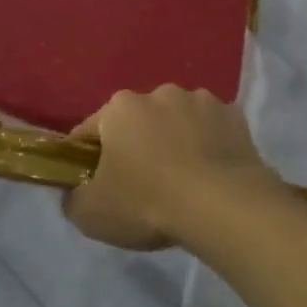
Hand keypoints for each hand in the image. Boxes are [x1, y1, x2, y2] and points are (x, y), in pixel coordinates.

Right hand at [62, 86, 279, 250]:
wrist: (221, 205)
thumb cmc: (147, 202)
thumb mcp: (91, 214)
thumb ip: (73, 197)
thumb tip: (75, 192)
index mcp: (120, 107)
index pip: (91, 130)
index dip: (88, 158)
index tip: (95, 184)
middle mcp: (159, 93)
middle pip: (138, 121)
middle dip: (138, 145)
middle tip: (143, 185)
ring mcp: (200, 100)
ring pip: (178, 121)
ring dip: (176, 140)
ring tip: (184, 180)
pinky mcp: (233, 116)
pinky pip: (213, 130)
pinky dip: (210, 145)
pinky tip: (212, 175)